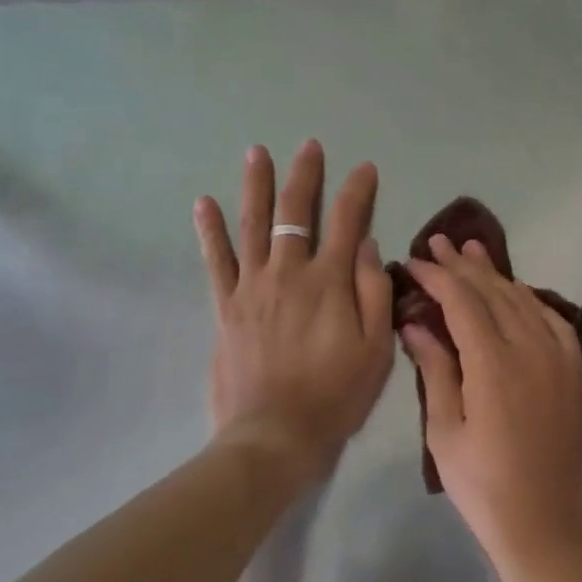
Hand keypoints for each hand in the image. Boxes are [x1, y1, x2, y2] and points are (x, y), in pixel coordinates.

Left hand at [195, 140, 393, 483]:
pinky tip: (205, 203)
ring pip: (253, 225)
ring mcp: (253, 287)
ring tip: (255, 152)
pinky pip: (217, 261)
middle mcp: (289, 272)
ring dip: (256, 186)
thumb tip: (365, 244)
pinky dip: (211, 231)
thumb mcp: (376, 348)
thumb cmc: (336, 394)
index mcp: (330, 281)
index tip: (365, 168)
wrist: (274, 435)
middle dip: (305, 175)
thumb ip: (373, 291)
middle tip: (308, 146)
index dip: (358, 191)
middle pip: (295, 212)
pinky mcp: (227, 307)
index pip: (347, 221)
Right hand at [401, 236, 581, 563]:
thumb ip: (435, 369)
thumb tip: (415, 323)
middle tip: (438, 240)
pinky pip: (552, 319)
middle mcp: (530, 349)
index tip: (416, 261)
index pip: (463, 302)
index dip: (438, 277)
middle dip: (463, 265)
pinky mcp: (573, 369)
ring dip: (496, 274)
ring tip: (472, 250)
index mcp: (494, 365)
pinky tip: (516, 291)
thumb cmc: (482, 485)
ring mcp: (558, 357)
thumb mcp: (445, 431)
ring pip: (524, 299)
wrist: (544, 521)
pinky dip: (530, 298)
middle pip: (494, 292)